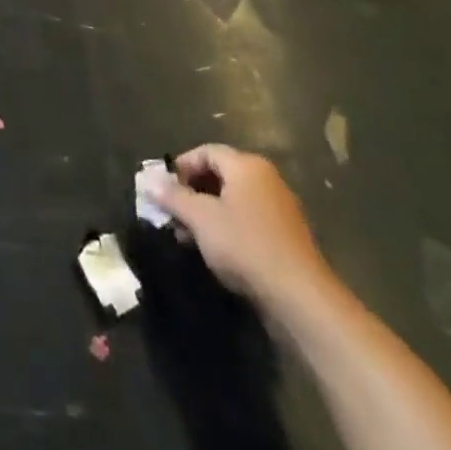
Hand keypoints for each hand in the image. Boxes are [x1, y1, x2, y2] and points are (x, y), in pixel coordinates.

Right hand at [141, 146, 332, 316]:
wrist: (300, 298)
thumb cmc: (245, 246)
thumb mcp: (201, 219)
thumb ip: (173, 197)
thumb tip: (149, 180)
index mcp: (247, 165)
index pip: (206, 151)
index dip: (182, 166)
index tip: (164, 188)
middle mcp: (266, 179)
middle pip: (220, 174)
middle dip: (192, 192)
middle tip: (172, 213)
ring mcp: (279, 208)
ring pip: (233, 200)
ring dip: (207, 213)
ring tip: (188, 236)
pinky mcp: (286, 237)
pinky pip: (249, 220)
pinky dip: (228, 228)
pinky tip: (215, 251)